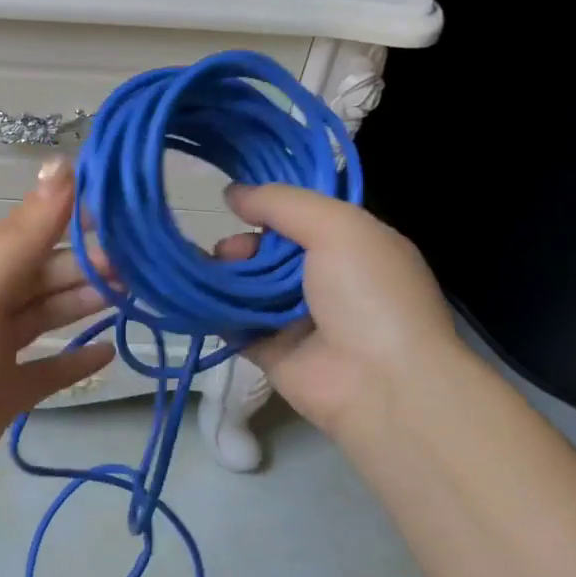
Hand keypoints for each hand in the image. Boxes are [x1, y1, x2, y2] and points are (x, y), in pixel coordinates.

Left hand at [0, 159, 115, 522]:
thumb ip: (21, 236)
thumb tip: (62, 164)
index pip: (35, 233)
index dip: (79, 219)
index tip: (132, 209)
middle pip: (47, 276)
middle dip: (93, 265)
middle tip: (150, 262)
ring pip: (50, 317)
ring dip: (88, 303)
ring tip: (139, 294)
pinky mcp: (6, 396)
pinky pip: (49, 371)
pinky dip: (76, 361)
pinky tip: (109, 353)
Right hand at [216, 184, 462, 432]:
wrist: (381, 383)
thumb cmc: (369, 293)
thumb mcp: (337, 226)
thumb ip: (282, 203)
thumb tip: (232, 193)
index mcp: (353, 247)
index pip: (304, 217)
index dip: (271, 206)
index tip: (235, 200)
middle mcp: (326, 280)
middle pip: (271, 251)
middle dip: (244, 244)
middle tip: (227, 250)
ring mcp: (298, 318)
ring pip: (250, 286)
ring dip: (225, 274)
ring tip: (209, 271)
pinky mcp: (271, 351)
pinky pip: (236, 324)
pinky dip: (215, 311)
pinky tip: (195, 297)